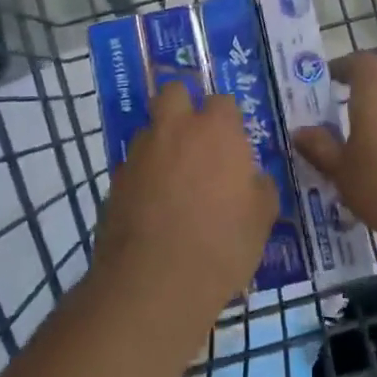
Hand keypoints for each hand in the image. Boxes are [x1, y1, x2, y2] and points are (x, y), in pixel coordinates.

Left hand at [93, 84, 279, 316]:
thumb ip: (260, 187)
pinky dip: (143, 176)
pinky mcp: (115, 181)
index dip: (228, 118)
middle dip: (184, 104)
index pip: (222, 100)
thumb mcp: (262, 218)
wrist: (154, 284)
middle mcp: (175, 129)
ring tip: (173, 178)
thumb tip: (253, 178)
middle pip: (174, 92)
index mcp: (216, 130)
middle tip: (196, 137)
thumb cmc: (221, 245)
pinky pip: (133, 165)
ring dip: (161, 142)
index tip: (233, 141)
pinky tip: (153, 206)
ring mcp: (140, 153)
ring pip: (150, 129)